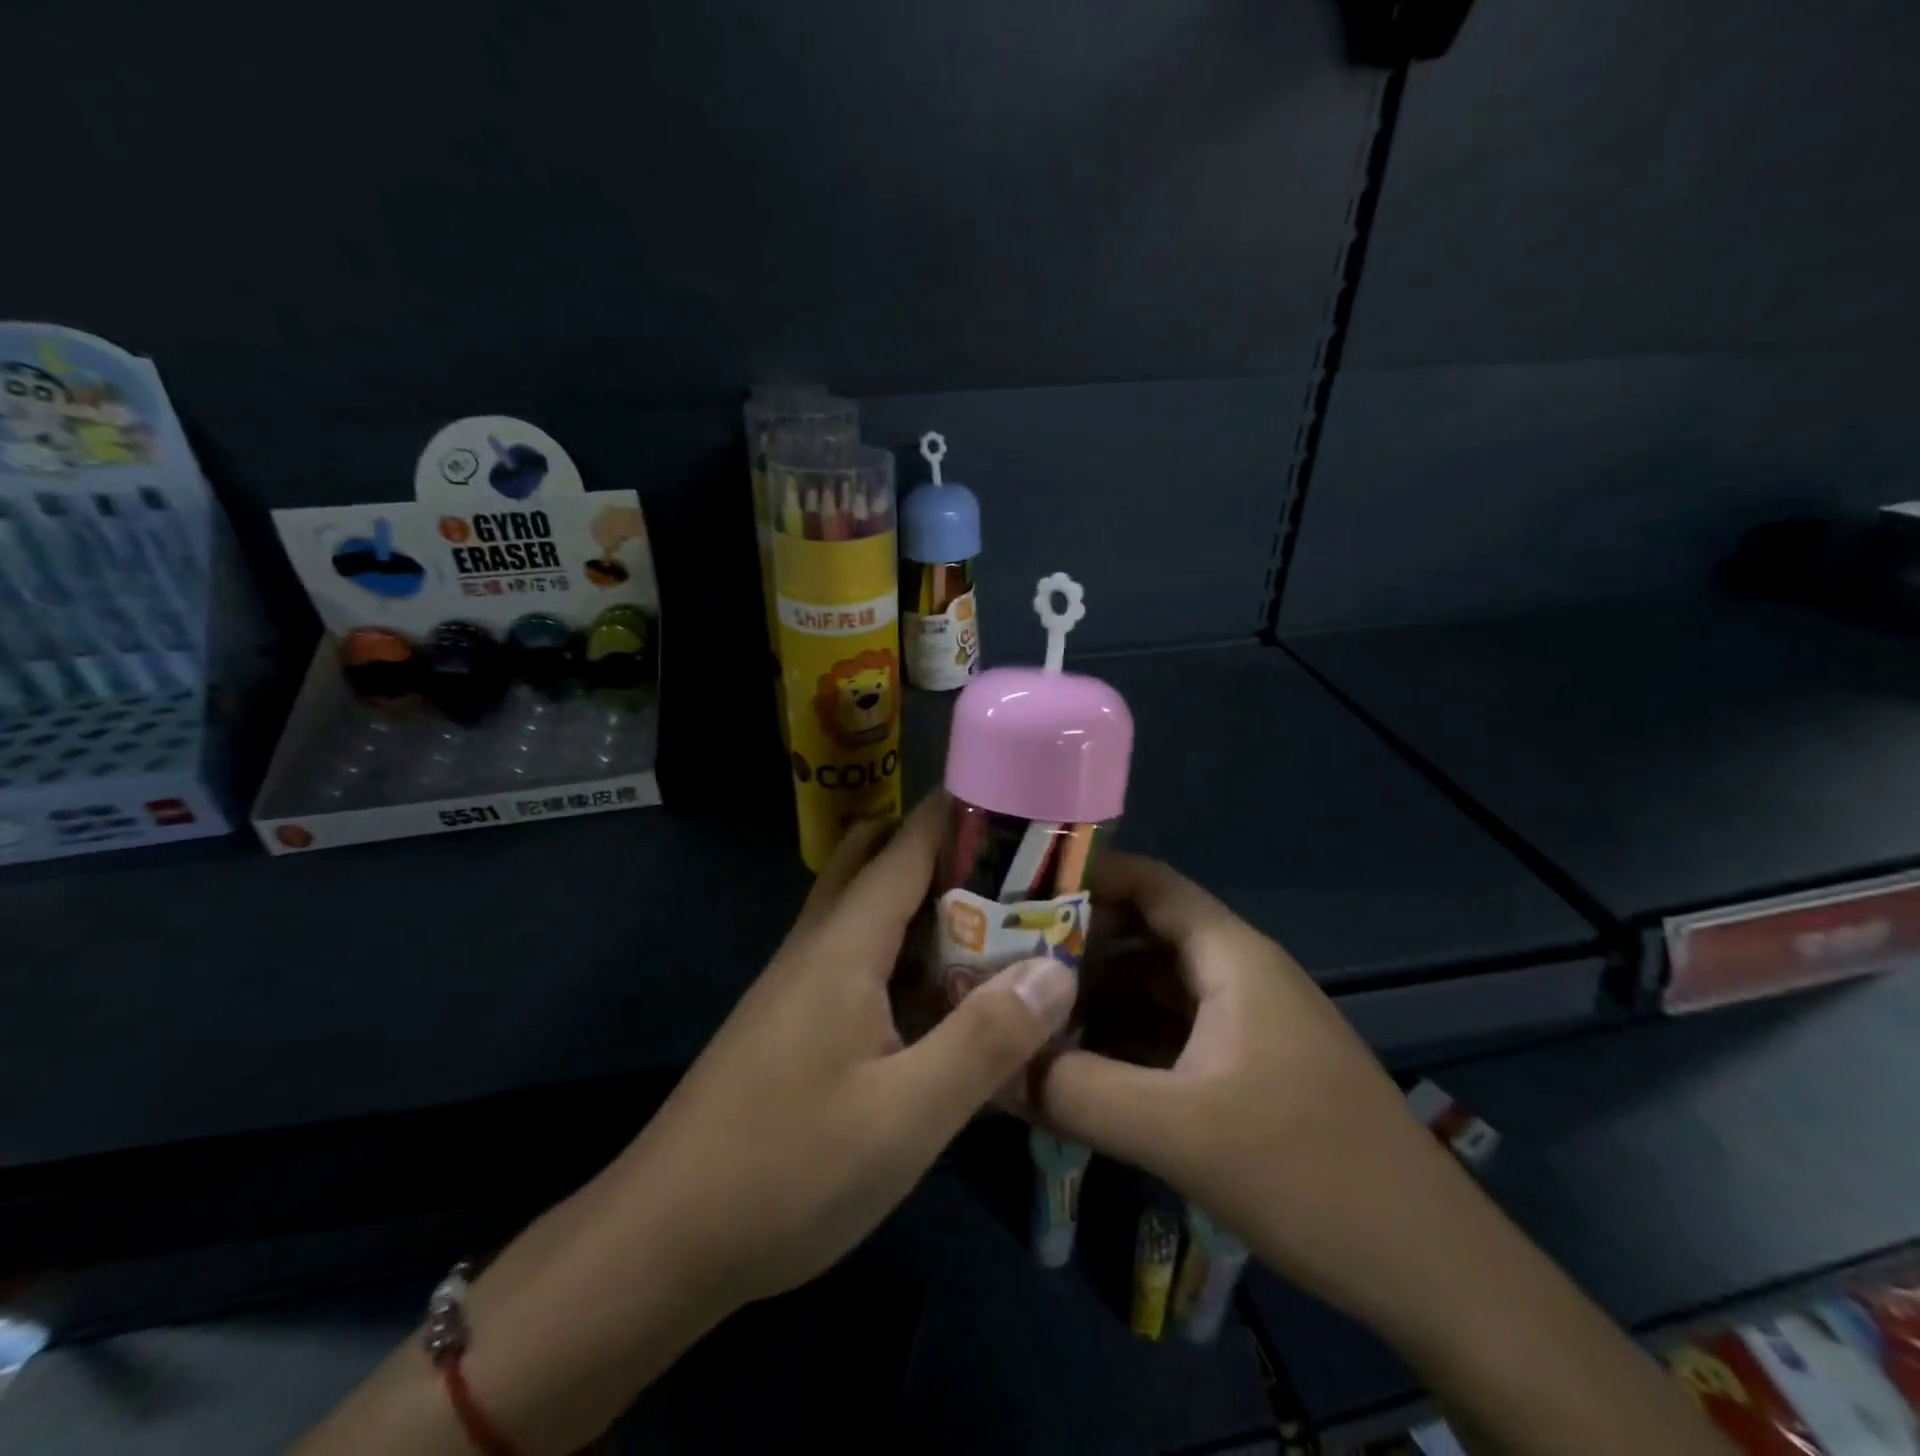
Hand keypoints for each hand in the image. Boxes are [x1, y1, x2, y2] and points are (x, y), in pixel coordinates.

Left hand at [626, 792, 1079, 1305]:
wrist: (662, 1242)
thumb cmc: (787, 1172)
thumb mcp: (907, 1117)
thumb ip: (986, 1040)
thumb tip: (1056, 969)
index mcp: (844, 944)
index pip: (907, 843)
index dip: (963, 813)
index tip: (1025, 804)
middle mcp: (819, 945)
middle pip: (882, 861)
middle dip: (949, 853)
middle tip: (1021, 875)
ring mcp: (802, 982)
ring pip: (870, 911)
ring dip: (929, 904)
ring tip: (1001, 926)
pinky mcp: (796, 1020)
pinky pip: (861, 957)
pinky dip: (907, 953)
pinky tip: (945, 995)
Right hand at [1038, 852, 1471, 1332]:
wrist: (1436, 1272)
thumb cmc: (1311, 1172)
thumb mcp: (1180, 1131)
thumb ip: (1078, 1093)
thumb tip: (993, 1069)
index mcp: (1231, 956)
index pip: (1148, 881)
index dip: (1083, 877)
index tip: (1015, 894)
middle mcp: (1237, 973)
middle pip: (1142, 933)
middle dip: (1075, 946)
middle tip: (1003, 964)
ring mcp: (1245, 1023)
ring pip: (1153, 987)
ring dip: (1096, 999)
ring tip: (1028, 1018)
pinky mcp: (1248, 1069)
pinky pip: (1170, 1032)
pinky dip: (1124, 1040)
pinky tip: (1081, 1069)